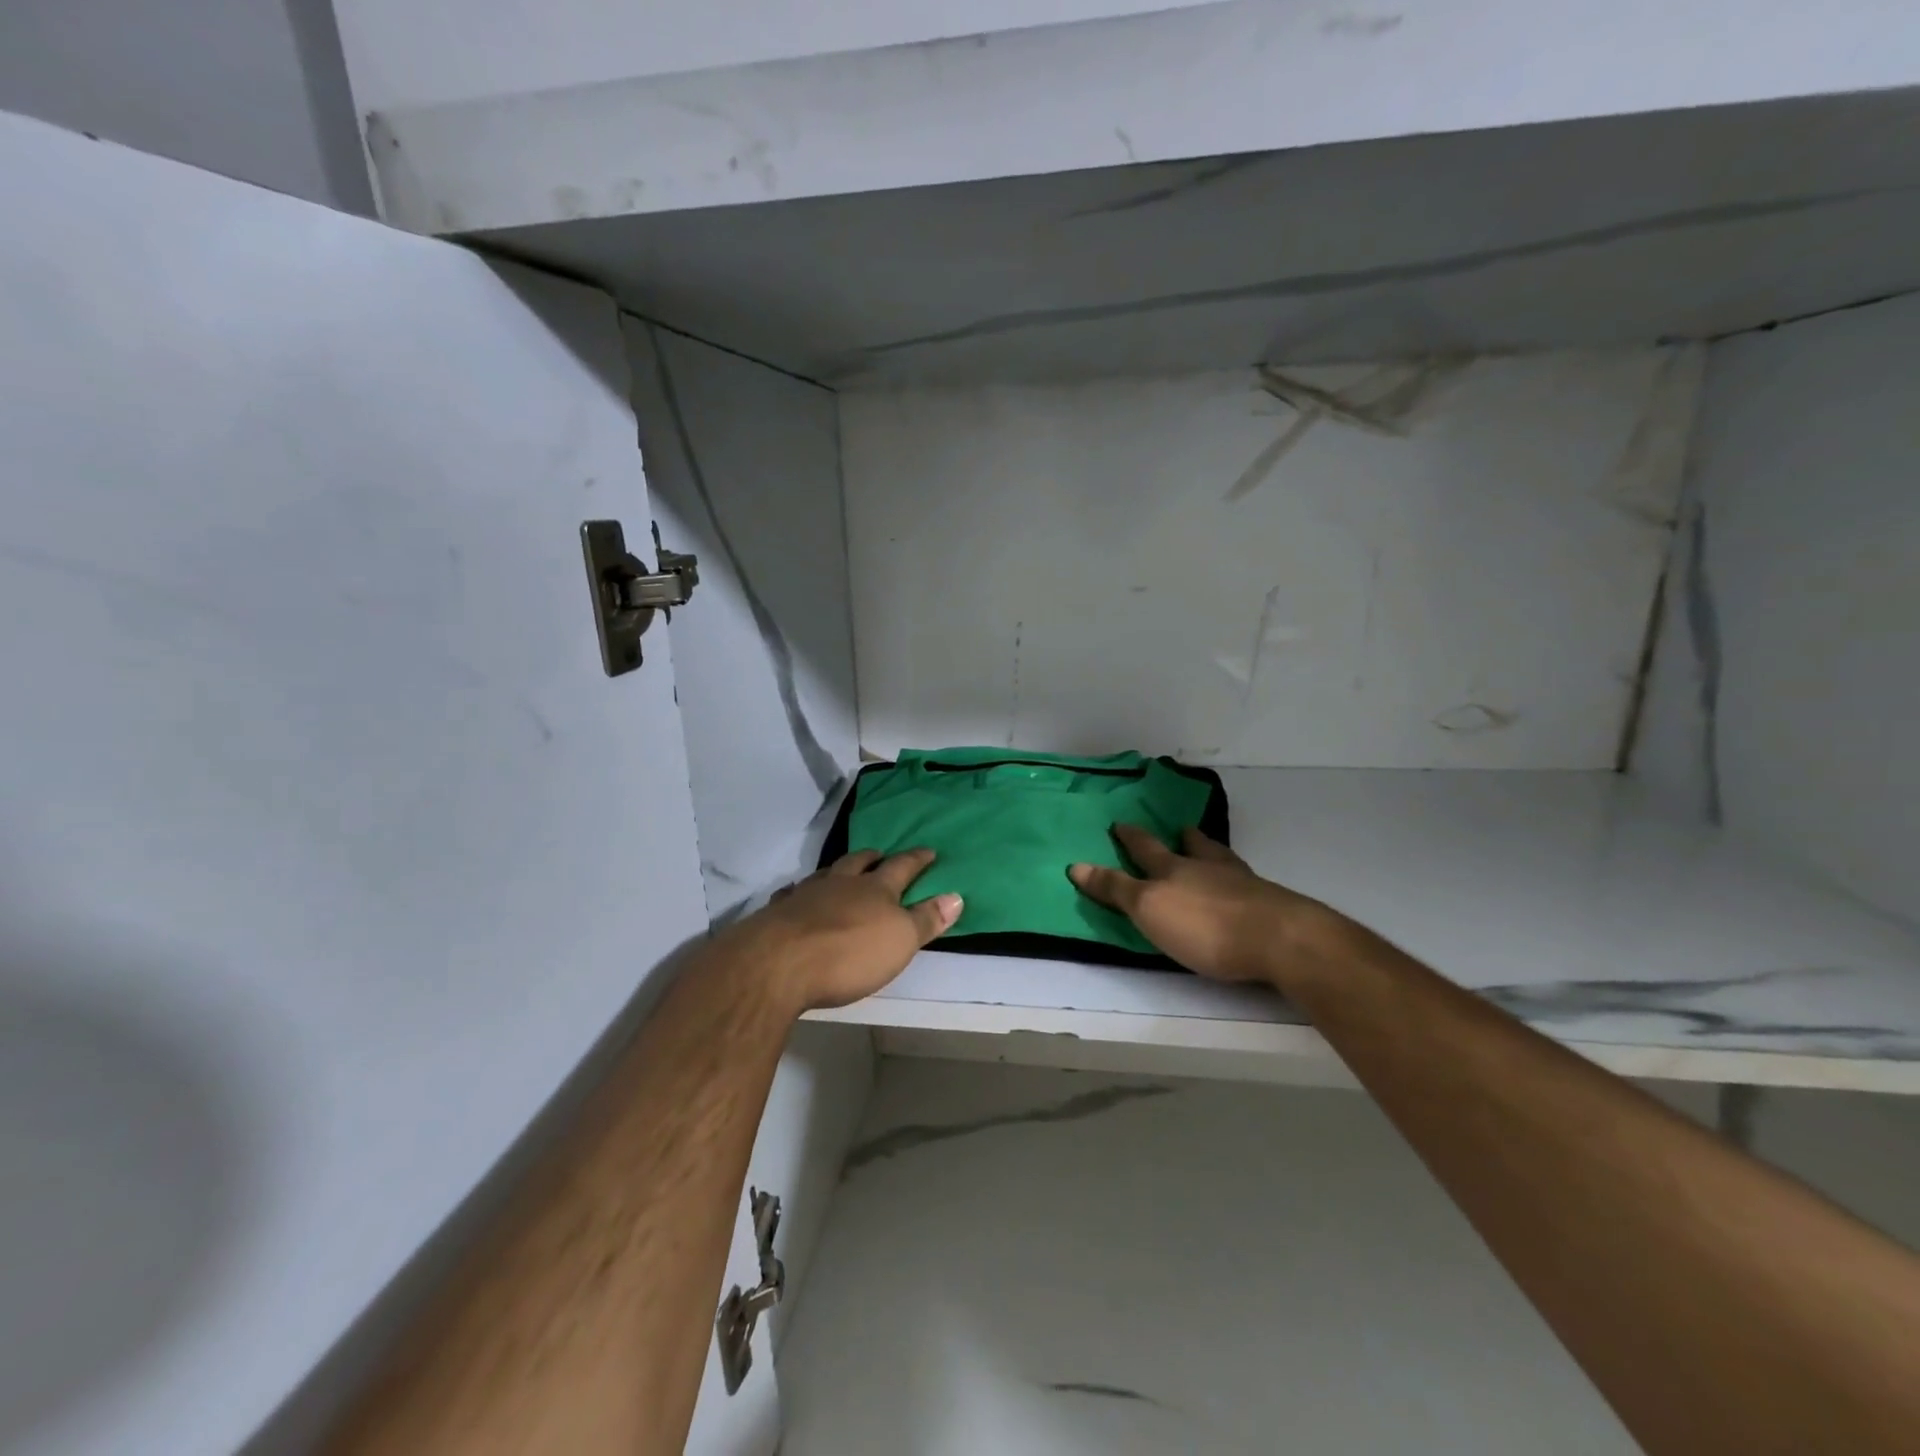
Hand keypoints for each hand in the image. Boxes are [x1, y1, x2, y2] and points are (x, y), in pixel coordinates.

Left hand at [731, 849, 961, 1011]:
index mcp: (875, 889)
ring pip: (826, 874)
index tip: (929, 851)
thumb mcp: (900, 941)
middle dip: (873, 858)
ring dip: (837, 871)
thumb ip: (926, 919)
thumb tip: (956, 895)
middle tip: (880, 854)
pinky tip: (797, 897)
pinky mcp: (778, 913)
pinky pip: (793, 894)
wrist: (778, 963)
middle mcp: (841, 883)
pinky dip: (801, 892)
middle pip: (859, 863)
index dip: (917, 860)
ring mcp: (806, 895)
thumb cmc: (849, 954)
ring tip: (840, 871)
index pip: (902, 867)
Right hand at [1069, 825, 1335, 985]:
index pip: (1144, 850)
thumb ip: (1115, 889)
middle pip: (1188, 847)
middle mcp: (1206, 867)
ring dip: (1208, 849)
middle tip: (1176, 826)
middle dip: (1177, 837)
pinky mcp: (1268, 902)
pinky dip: (1234, 875)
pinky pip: (1243, 880)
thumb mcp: (1149, 909)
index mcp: (1173, 869)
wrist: (1279, 938)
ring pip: (1219, 858)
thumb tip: (1076, 865)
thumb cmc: (1204, 926)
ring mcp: (1241, 882)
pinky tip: (1239, 881)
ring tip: (1203, 842)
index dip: (1129, 839)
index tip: (1118, 824)